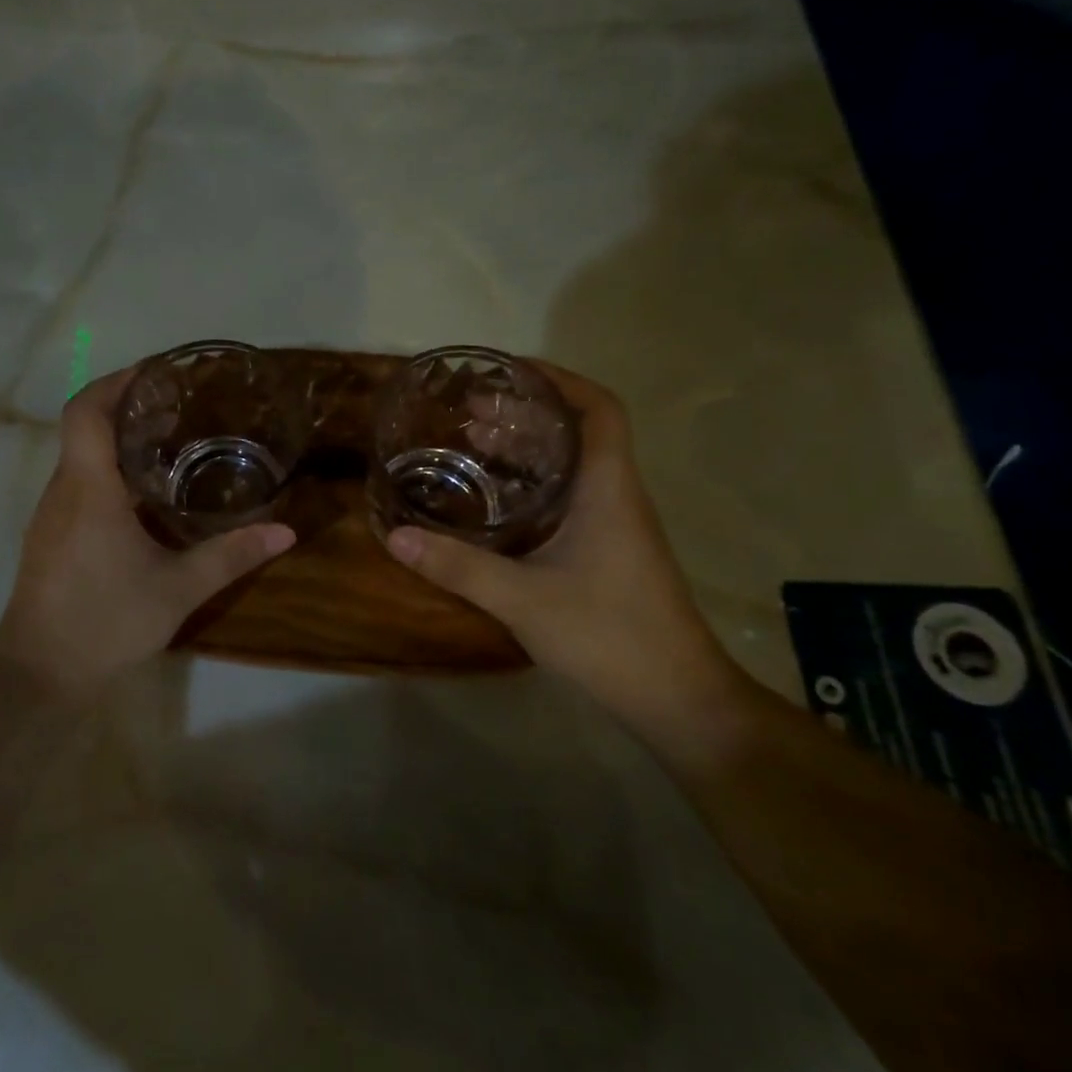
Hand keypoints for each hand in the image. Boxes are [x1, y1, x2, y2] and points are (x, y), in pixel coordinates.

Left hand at [0, 369, 295, 698]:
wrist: (39, 673)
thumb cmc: (105, 621)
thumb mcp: (177, 589)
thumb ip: (230, 556)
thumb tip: (285, 532)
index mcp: (88, 488)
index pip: (86, 410)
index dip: (116, 381)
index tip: (156, 373)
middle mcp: (62, 490)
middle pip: (84, 426)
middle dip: (126, 407)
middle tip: (179, 406)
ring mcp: (51, 514)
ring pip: (80, 456)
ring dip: (118, 440)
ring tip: (169, 442)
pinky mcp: (50, 536)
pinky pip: (78, 483)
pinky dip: (109, 471)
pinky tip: (144, 496)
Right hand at [384, 363, 741, 734]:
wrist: (676, 698)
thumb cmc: (609, 635)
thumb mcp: (523, 599)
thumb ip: (457, 566)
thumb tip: (394, 536)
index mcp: (607, 489)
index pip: (599, 409)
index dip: (560, 380)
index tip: (509, 373)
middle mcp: (616, 496)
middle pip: (578, 432)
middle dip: (526, 413)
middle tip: (469, 413)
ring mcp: (615, 526)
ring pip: (572, 466)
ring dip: (527, 449)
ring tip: (472, 446)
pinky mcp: (607, 552)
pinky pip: (567, 498)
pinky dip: (531, 486)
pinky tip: (492, 505)